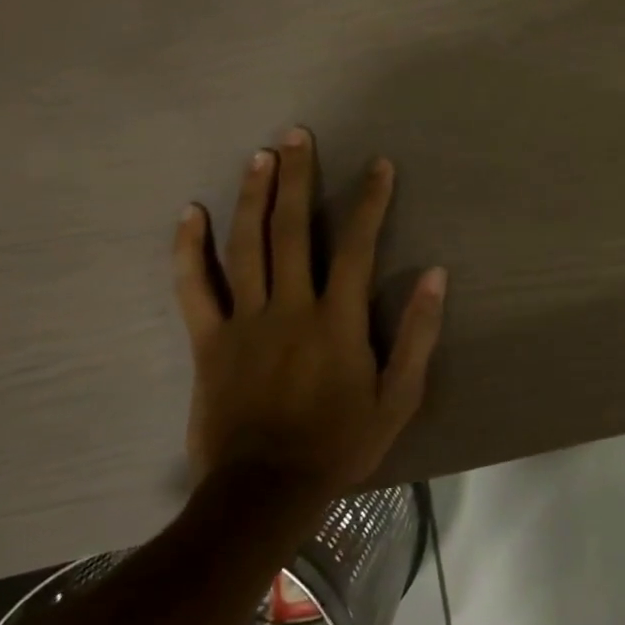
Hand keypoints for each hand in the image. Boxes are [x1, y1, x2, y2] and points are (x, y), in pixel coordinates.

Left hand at [173, 128, 446, 498]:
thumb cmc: (342, 442)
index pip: (359, 246)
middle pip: (294, 231)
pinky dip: (188, 249)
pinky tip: (189, 214)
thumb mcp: (399, 396)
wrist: (265, 490)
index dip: (371, 202)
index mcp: (338, 320)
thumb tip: (437, 275)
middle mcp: (290, 307)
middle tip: (297, 135)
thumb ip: (419, 334)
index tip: (379, 165)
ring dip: (253, 197)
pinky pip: (194, 287)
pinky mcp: (208, 341)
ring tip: (259, 156)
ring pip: (246, 246)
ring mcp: (244, 321)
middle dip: (299, 179)